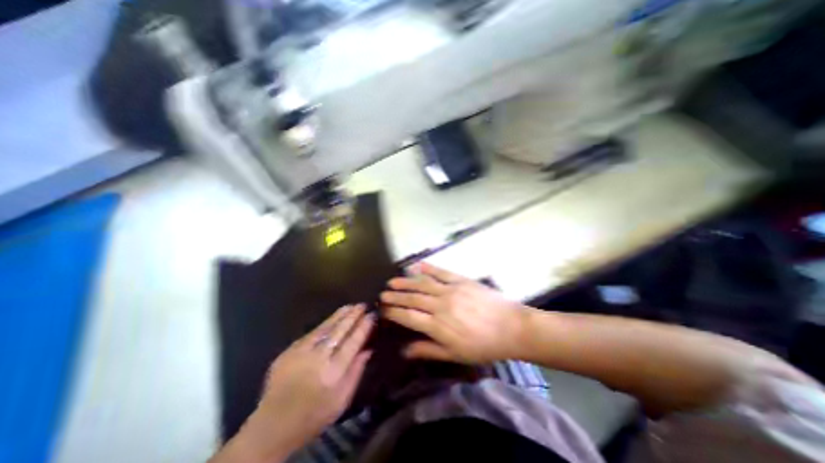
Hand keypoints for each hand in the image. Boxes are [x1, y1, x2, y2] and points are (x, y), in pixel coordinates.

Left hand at [215, 304, 376, 462]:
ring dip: (340, 315)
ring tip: (351, 306)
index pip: (353, 342)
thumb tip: (368, 349)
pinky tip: (333, 317)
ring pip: (326, 328)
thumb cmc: (315, 415)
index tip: (371, 315)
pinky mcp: (289, 350)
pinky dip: (325, 323)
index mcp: (333, 372)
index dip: (363, 327)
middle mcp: (318, 359)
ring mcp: (302, 352)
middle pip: (340, 331)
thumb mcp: (342, 400)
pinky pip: (312, 332)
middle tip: (362, 305)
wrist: (274, 426)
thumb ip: (356, 372)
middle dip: (353, 316)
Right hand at [382, 265, 527, 365]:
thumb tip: (405, 351)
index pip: (409, 317)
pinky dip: (428, 268)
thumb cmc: (483, 345)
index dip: (394, 312)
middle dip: (396, 296)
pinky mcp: (461, 280)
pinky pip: (441, 272)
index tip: (383, 309)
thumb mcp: (455, 355)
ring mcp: (450, 290)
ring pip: (423, 284)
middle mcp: (440, 305)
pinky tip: (417, 265)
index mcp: (438, 326)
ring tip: (393, 281)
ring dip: (406, 282)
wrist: (511, 327)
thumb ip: (428, 350)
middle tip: (383, 294)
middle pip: (412, 299)